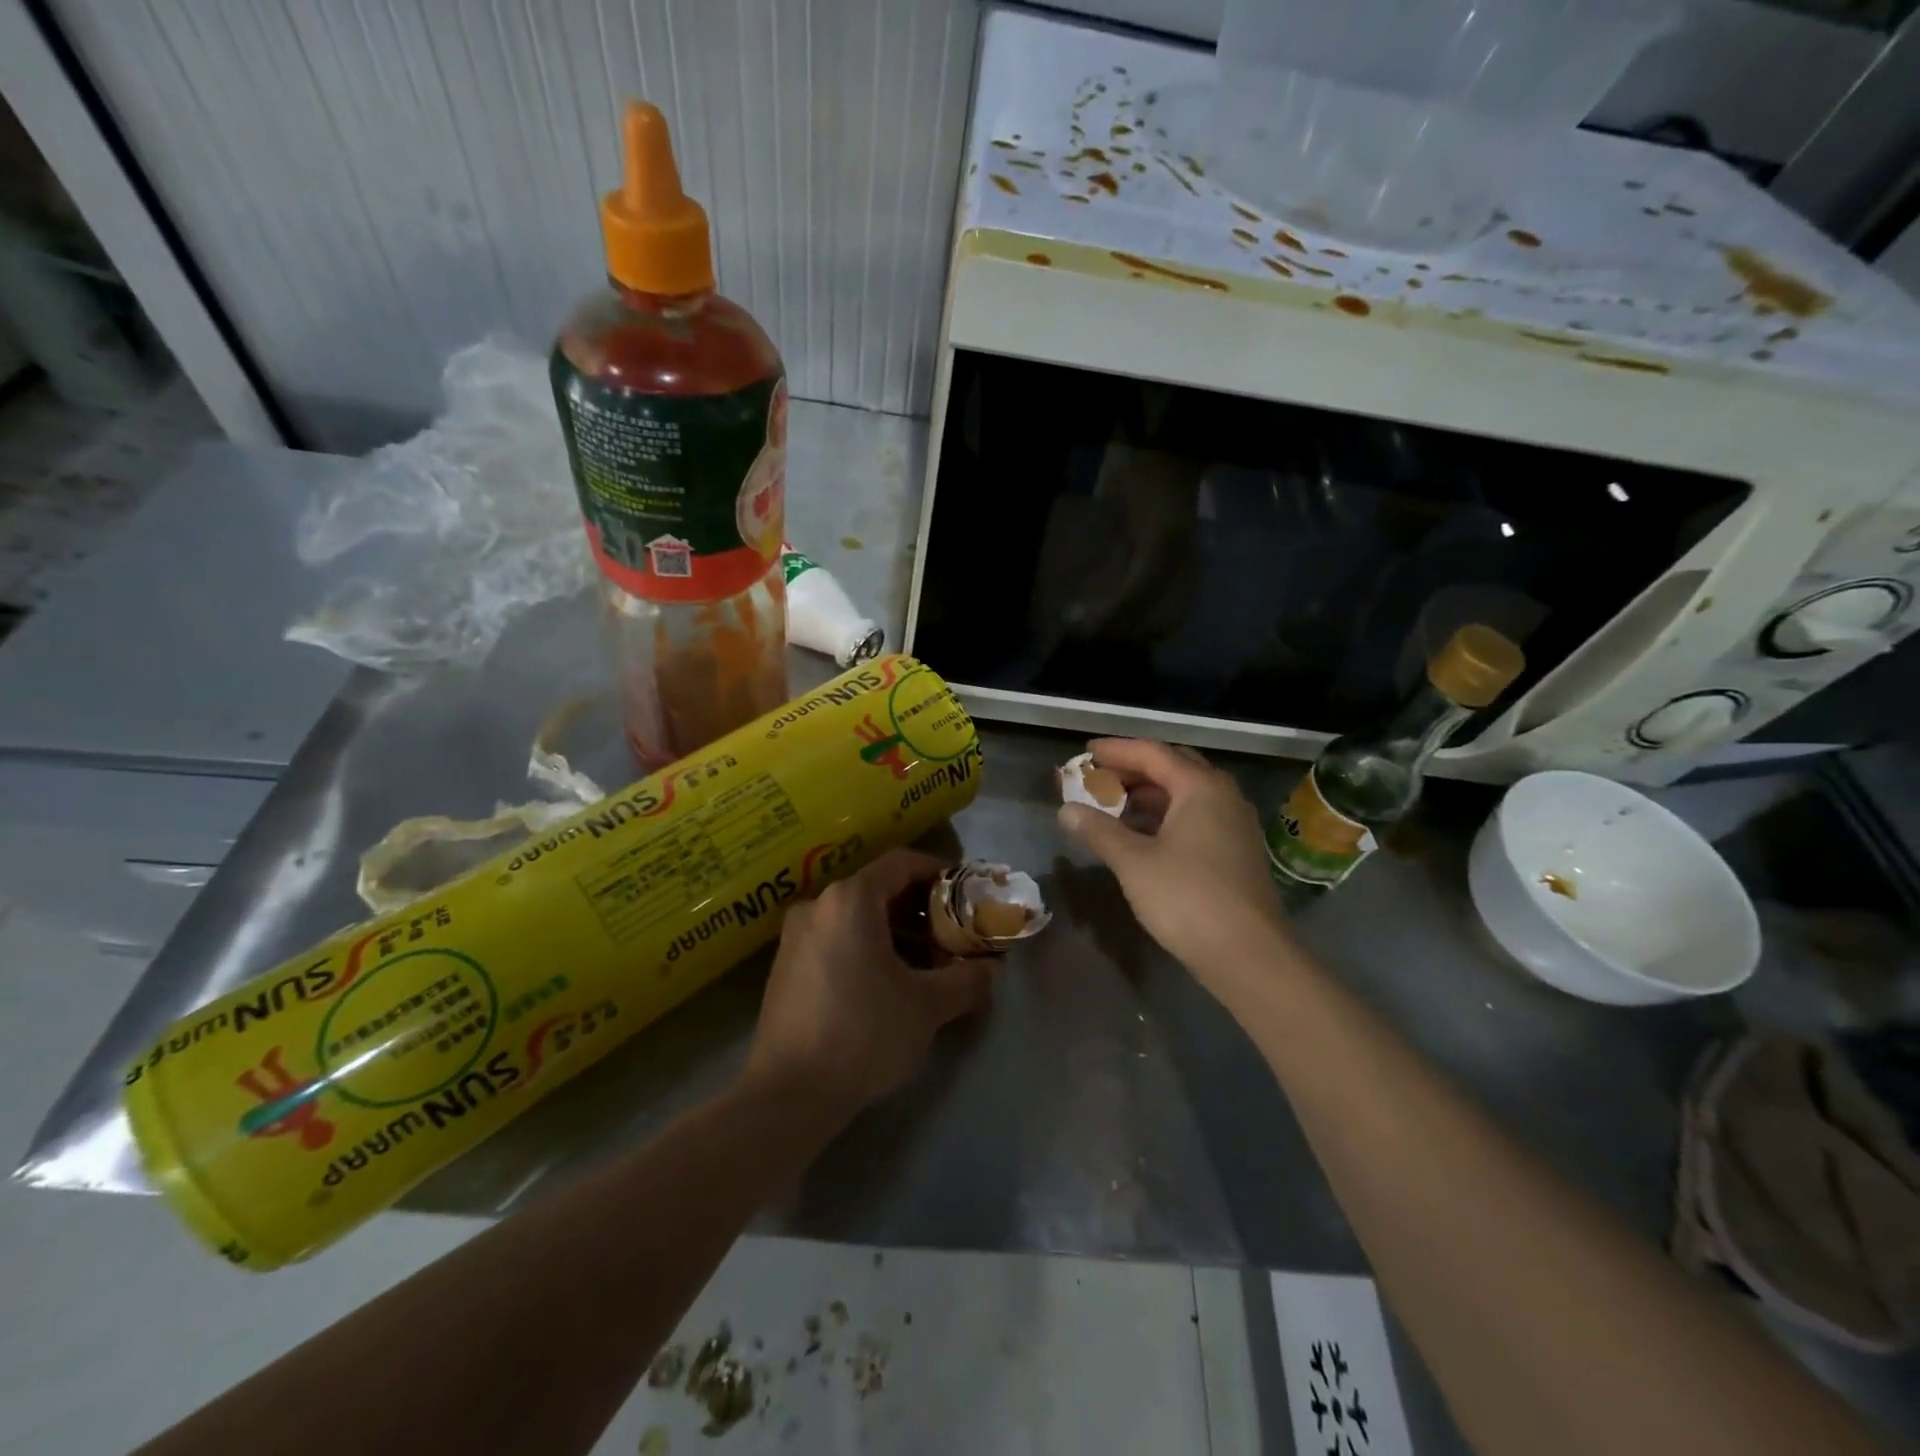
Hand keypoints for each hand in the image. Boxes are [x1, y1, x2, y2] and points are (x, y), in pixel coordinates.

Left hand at [744, 848, 993, 1119]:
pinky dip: (867, 946)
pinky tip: (888, 982)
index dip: (937, 872)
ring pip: (857, 916)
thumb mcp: (927, 1006)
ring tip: (927, 964)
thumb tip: (991, 968)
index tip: (963, 894)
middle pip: (879, 889)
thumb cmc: (864, 1033)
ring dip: (895, 931)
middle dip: (920, 908)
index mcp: (851, 899)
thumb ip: (966, 979)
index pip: (901, 863)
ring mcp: (796, 934)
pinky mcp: (786, 964)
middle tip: (951, 934)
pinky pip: (836, 937)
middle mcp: (819, 905)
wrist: (789, 1093)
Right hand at [1058, 738, 1295, 1001]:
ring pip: (1186, 795)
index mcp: (1201, 787)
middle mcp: (1223, 796)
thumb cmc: (1187, 899)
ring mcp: (1234, 825)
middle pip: (1173, 767)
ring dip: (1149, 795)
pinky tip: (1142, 835)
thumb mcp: (1133, 862)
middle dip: (1133, 769)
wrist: (1249, 956)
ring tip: (1112, 805)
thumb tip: (1066, 810)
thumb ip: (1098, 830)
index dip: (1116, 751)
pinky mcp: (1236, 852)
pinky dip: (1165, 817)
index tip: (1085, 753)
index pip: (1152, 753)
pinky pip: (1195, 817)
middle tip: (1098, 777)